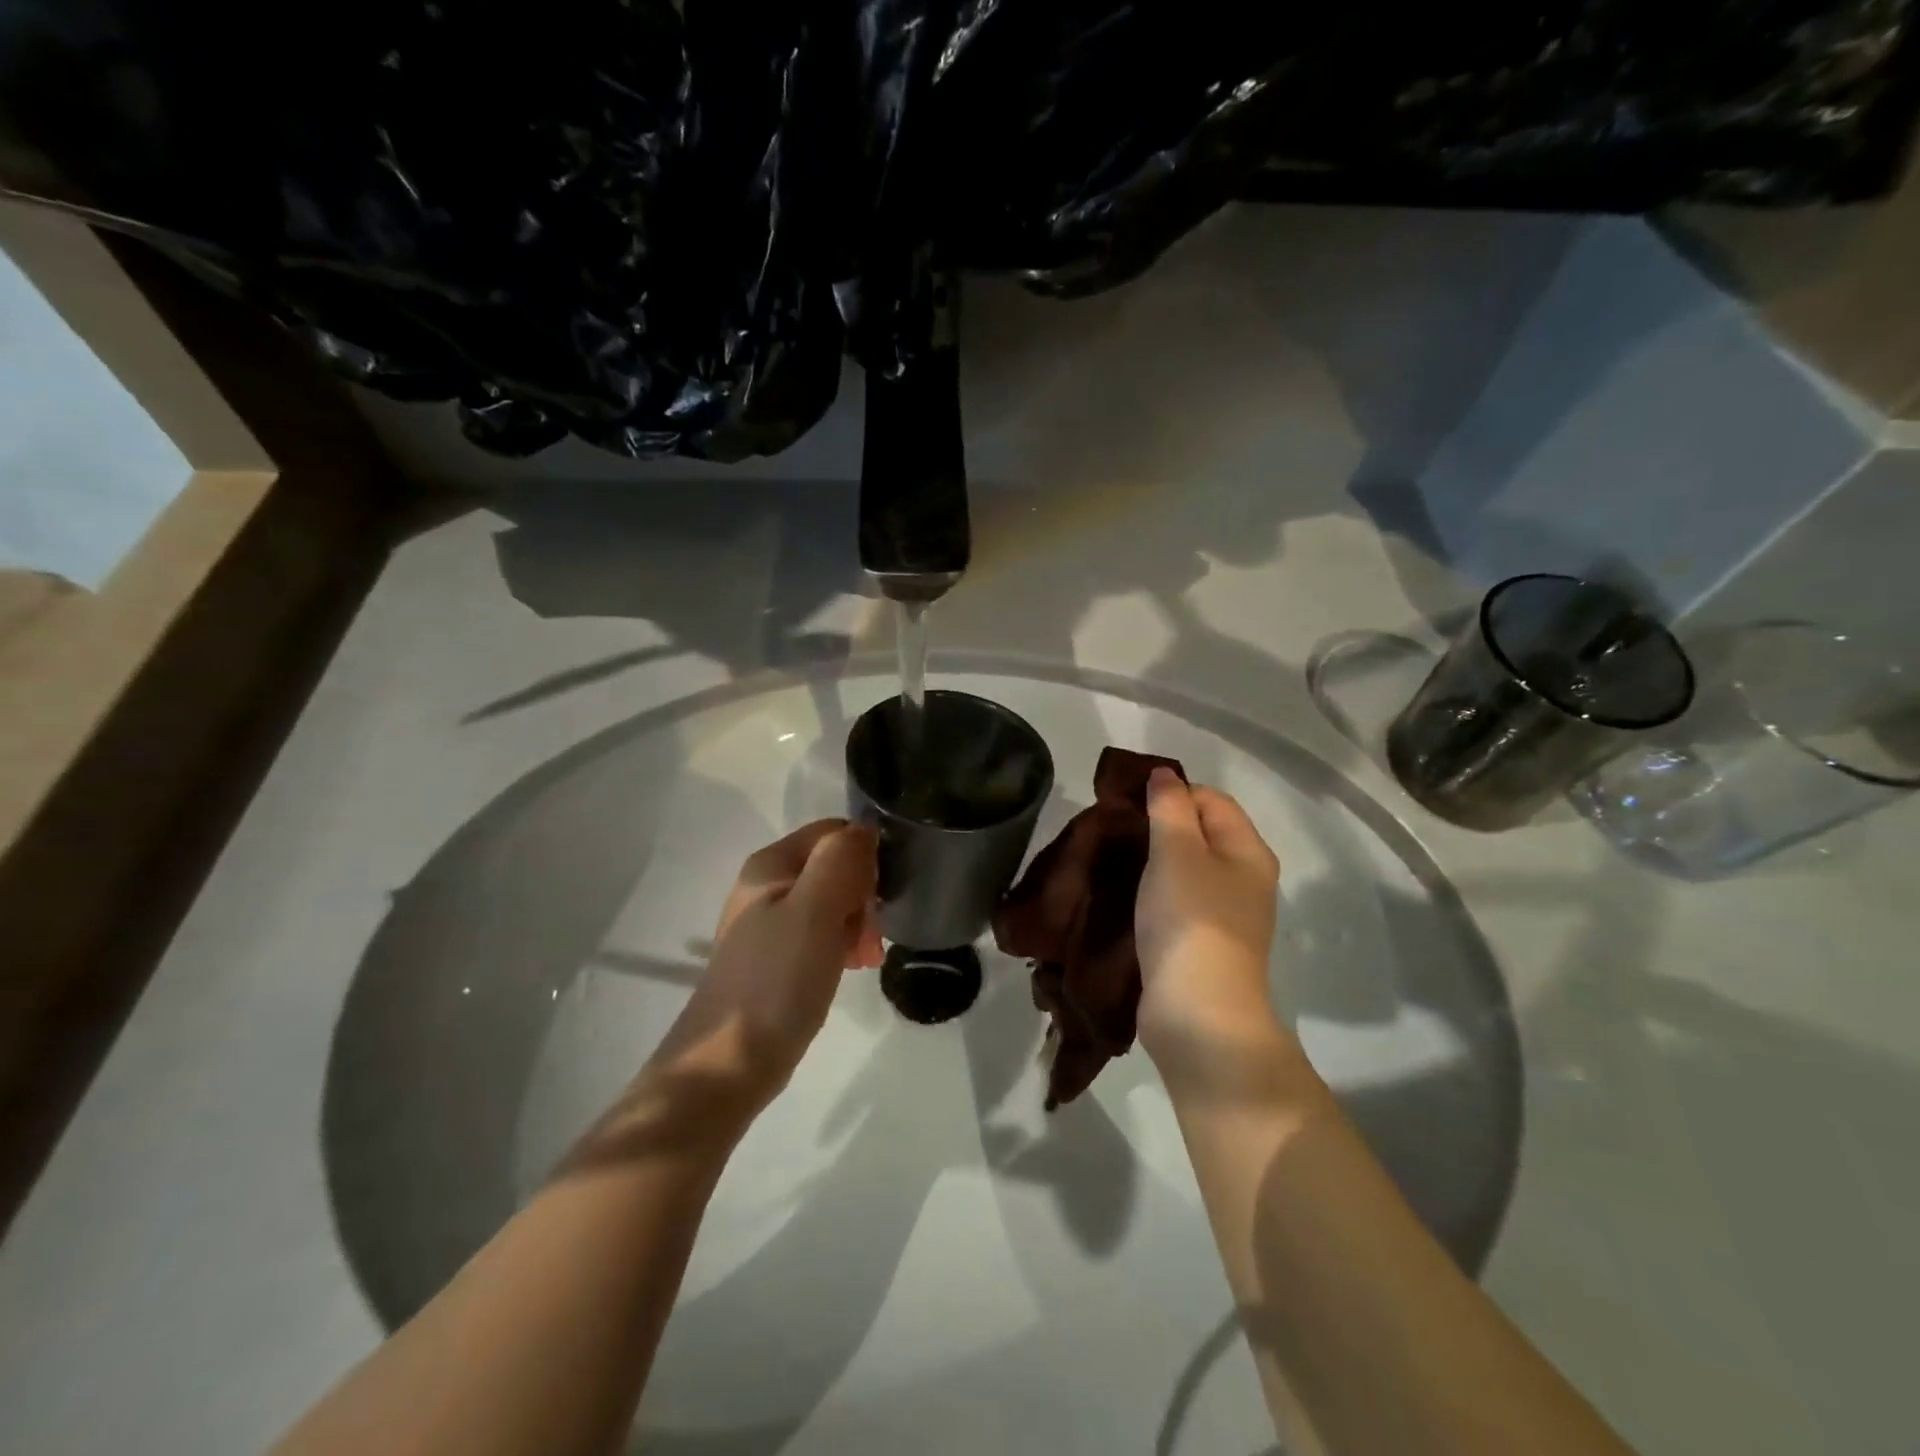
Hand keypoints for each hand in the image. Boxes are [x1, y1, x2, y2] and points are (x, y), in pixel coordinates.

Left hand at [648, 820, 882, 1114]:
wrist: (728, 1064)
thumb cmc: (775, 981)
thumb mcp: (814, 911)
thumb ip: (840, 862)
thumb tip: (866, 830)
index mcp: (771, 864)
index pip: (835, 833)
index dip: (865, 857)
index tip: (881, 895)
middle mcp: (769, 885)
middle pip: (836, 867)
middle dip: (865, 895)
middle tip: (874, 936)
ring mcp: (772, 923)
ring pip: (835, 902)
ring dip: (859, 923)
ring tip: (867, 959)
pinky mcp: (779, 958)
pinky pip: (824, 933)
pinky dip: (844, 944)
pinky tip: (851, 968)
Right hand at [1136, 769, 1287, 1080]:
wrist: (1199, 1013)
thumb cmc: (1190, 922)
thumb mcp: (1176, 852)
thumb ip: (1170, 808)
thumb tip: (1165, 774)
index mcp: (1248, 851)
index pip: (1212, 799)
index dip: (1173, 793)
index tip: (1129, 804)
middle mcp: (1246, 879)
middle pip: (1202, 833)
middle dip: (1160, 826)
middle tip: (1118, 832)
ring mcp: (1228, 916)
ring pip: (1188, 869)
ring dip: (1155, 862)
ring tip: (1117, 861)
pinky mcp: (1205, 945)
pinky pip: (1179, 902)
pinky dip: (1156, 893)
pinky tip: (1129, 898)